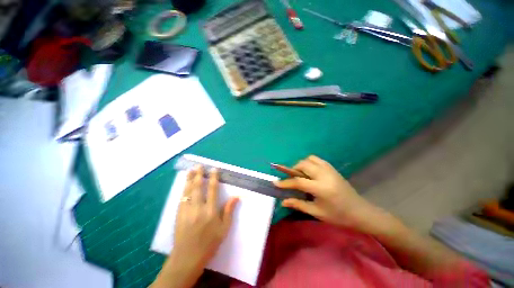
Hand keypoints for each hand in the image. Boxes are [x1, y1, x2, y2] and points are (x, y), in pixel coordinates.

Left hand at [173, 165, 238, 267]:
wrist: (187, 258)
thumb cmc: (209, 244)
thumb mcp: (223, 229)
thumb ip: (229, 211)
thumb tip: (236, 196)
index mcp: (210, 211)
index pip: (212, 190)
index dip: (213, 178)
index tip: (213, 169)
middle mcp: (198, 208)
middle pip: (198, 187)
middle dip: (199, 175)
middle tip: (199, 166)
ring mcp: (186, 211)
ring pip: (188, 191)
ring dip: (189, 179)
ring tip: (190, 170)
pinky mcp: (178, 215)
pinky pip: (181, 198)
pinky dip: (183, 189)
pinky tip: (185, 184)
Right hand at [275, 156, 380, 232]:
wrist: (360, 212)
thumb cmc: (338, 216)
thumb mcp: (317, 212)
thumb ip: (298, 204)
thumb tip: (283, 201)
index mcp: (321, 188)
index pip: (298, 181)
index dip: (285, 182)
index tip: (275, 183)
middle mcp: (324, 175)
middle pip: (303, 165)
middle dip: (293, 170)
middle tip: (291, 179)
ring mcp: (329, 169)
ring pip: (309, 159)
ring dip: (301, 165)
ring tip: (300, 175)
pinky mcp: (332, 168)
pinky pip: (317, 159)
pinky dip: (309, 163)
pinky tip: (310, 172)